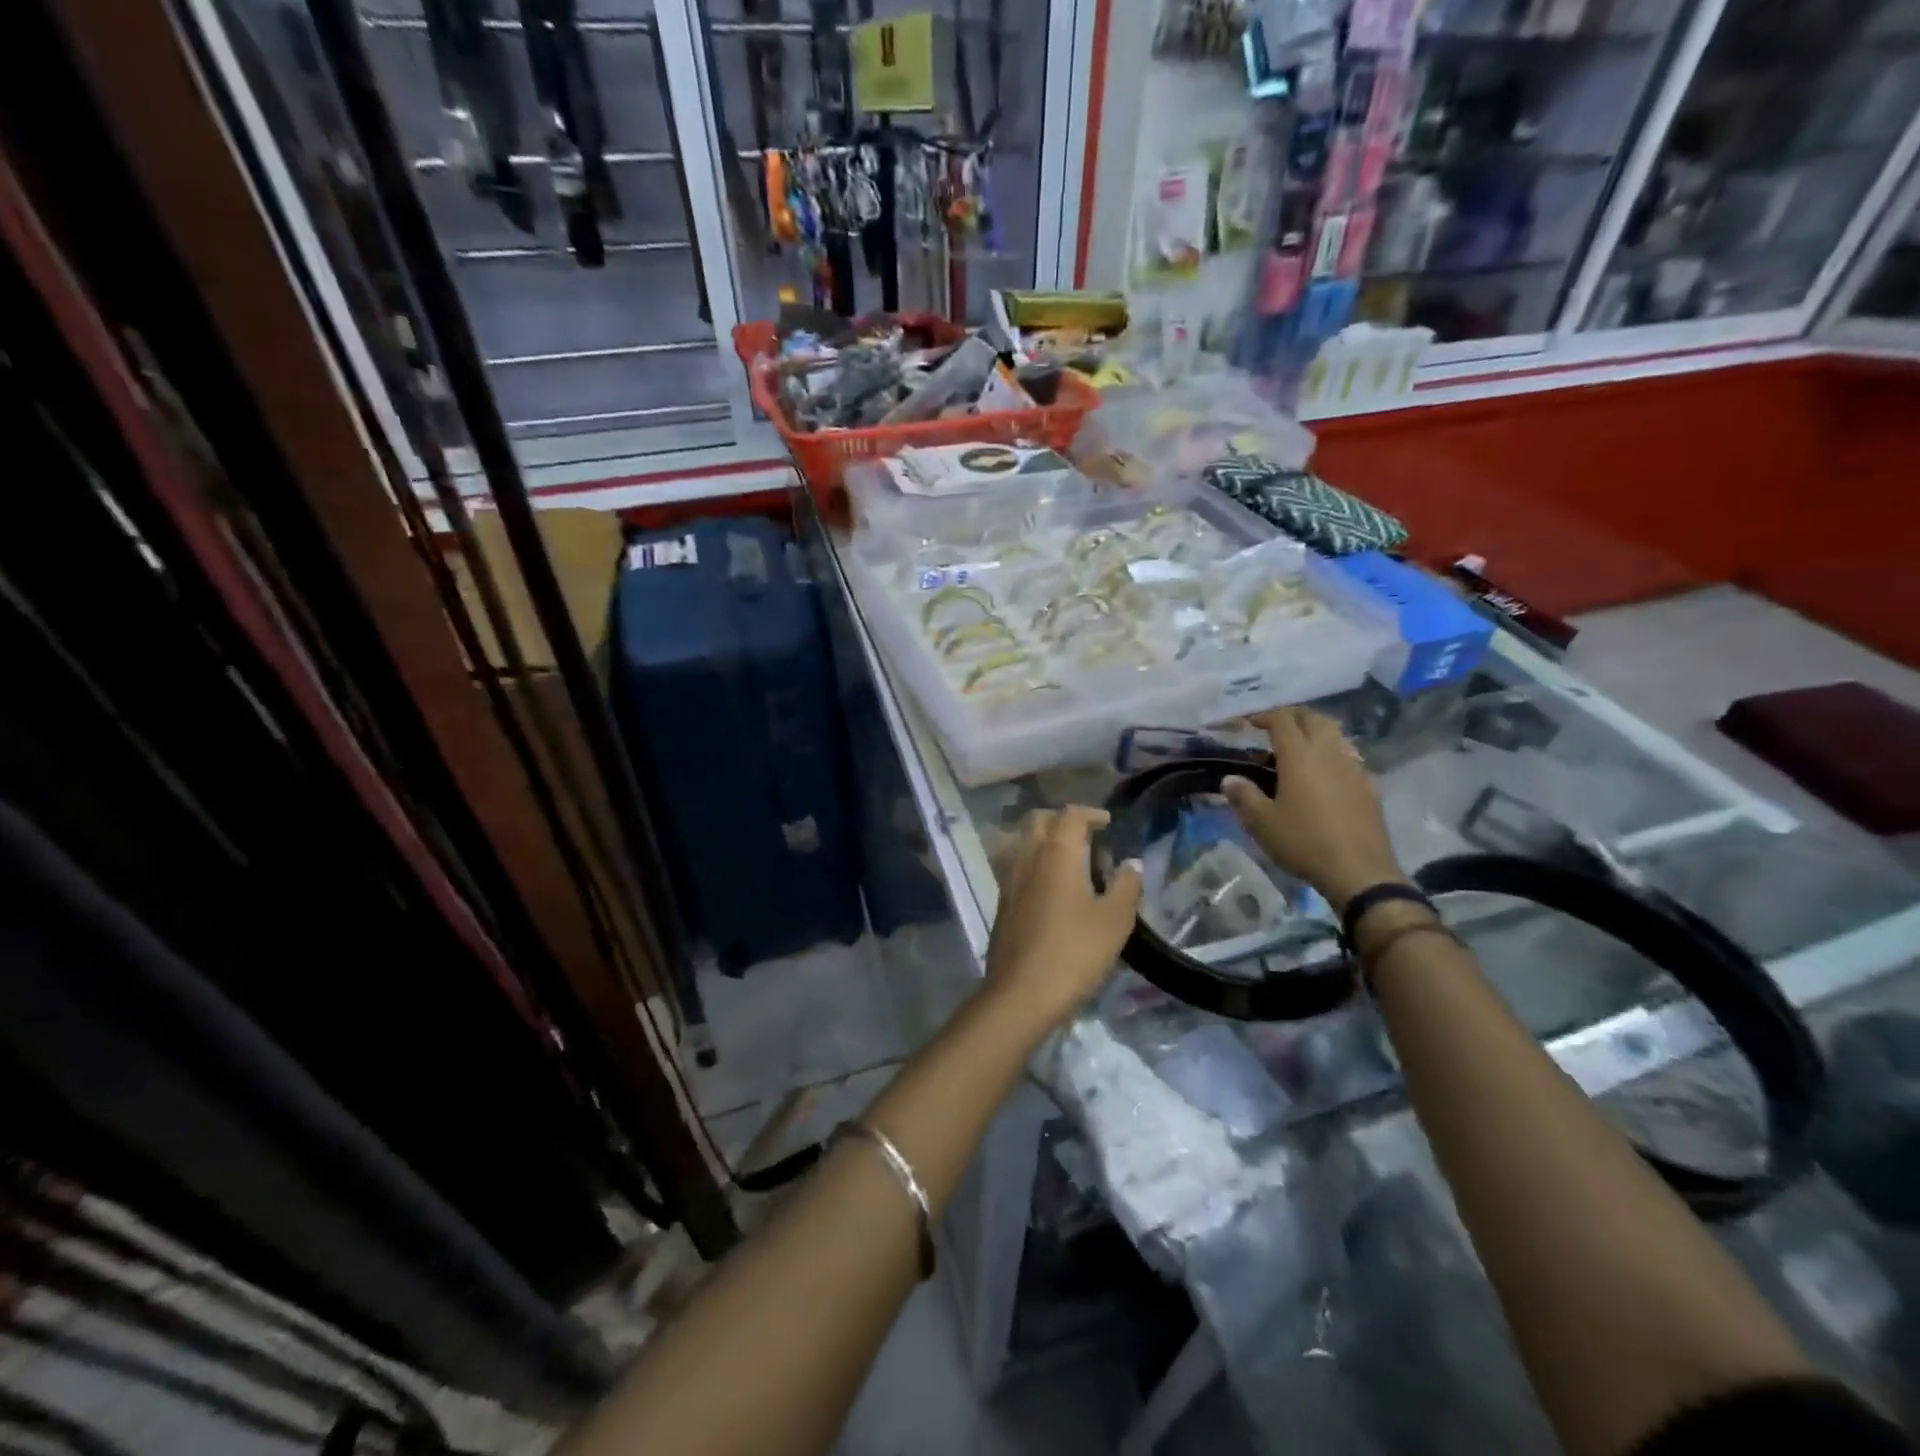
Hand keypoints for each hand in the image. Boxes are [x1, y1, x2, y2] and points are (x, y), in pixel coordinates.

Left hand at [986, 806, 1142, 1030]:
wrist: (1022, 993)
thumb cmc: (1074, 952)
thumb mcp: (1114, 920)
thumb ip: (1126, 886)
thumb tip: (1131, 863)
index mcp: (1056, 852)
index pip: (1070, 815)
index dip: (1090, 813)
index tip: (1108, 823)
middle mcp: (1027, 857)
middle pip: (1038, 820)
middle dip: (1062, 820)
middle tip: (1086, 835)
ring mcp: (1009, 880)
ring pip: (1022, 842)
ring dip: (1043, 840)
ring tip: (1068, 859)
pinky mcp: (1001, 903)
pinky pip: (1016, 866)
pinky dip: (1033, 863)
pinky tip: (1050, 887)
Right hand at [1222, 708, 1406, 912]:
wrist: (1359, 870)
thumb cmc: (1304, 842)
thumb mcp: (1262, 823)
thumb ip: (1244, 796)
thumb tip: (1230, 779)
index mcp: (1299, 756)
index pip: (1282, 720)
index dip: (1265, 716)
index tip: (1250, 723)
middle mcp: (1328, 753)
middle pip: (1313, 718)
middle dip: (1293, 716)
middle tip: (1275, 727)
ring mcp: (1353, 767)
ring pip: (1335, 734)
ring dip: (1315, 730)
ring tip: (1300, 746)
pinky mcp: (1369, 785)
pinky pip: (1349, 756)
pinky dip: (1333, 752)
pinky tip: (1325, 772)